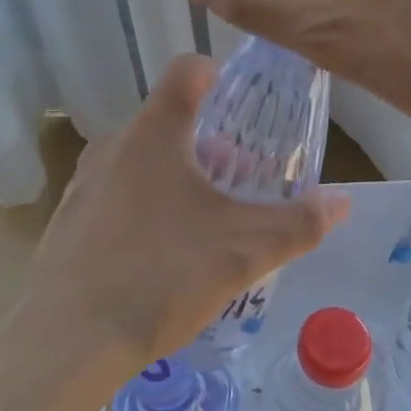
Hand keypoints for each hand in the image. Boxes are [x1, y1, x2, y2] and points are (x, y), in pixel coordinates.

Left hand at [9, 56, 347, 407]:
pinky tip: (160, 252)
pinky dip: (144, 203)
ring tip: (204, 219)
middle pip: (168, 120)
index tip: (242, 104)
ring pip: (140, 158)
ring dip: (176, 174)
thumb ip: (299, 223)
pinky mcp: (68, 218)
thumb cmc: (163, 276)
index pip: (187, 70)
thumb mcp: (245, 251)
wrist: (69, 340)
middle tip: (238, 181)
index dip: (219, 75)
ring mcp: (84, 182)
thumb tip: (342, 201)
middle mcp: (113, 145)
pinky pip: (116, 192)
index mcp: (155, 133)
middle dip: (208, 142)